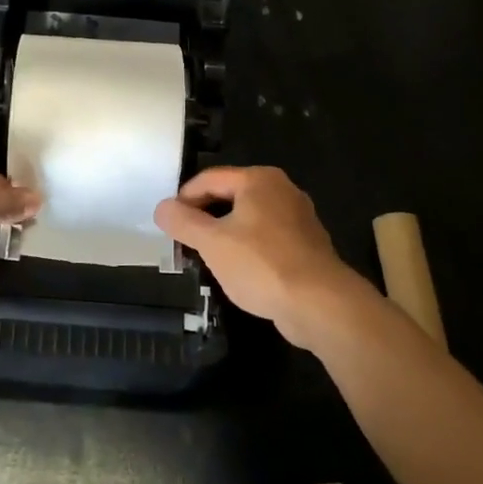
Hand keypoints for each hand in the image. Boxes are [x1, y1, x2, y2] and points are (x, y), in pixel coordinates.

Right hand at [154, 166, 375, 349]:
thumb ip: (182, 222)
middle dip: (204, 217)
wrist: (320, 304)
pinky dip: (247, 249)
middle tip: (183, 241)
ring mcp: (298, 218)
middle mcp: (282, 190)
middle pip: (230, 196)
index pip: (209, 179)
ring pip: (248, 219)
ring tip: (205, 257)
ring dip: (225, 234)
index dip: (183, 199)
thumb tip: (162, 208)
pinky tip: (238, 271)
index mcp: (259, 180)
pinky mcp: (307, 246)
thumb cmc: (261, 264)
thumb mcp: (211, 243)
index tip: (168, 223)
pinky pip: (266, 239)